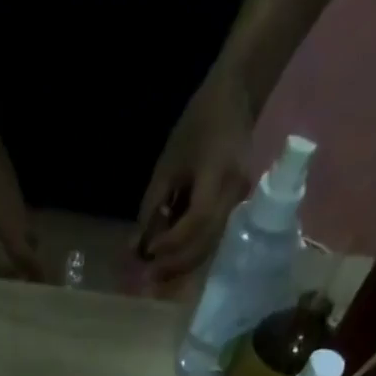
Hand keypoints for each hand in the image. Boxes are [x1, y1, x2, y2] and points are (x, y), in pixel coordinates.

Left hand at [136, 71, 254, 283]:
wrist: (236, 99)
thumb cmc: (197, 125)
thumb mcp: (167, 164)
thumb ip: (152, 208)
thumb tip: (136, 248)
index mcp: (218, 174)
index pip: (196, 221)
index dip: (172, 243)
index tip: (148, 253)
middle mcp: (234, 194)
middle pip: (205, 244)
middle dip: (175, 264)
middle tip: (147, 277)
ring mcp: (239, 203)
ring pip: (209, 247)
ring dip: (181, 265)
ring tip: (155, 274)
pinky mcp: (236, 209)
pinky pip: (212, 239)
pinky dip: (190, 253)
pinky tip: (171, 258)